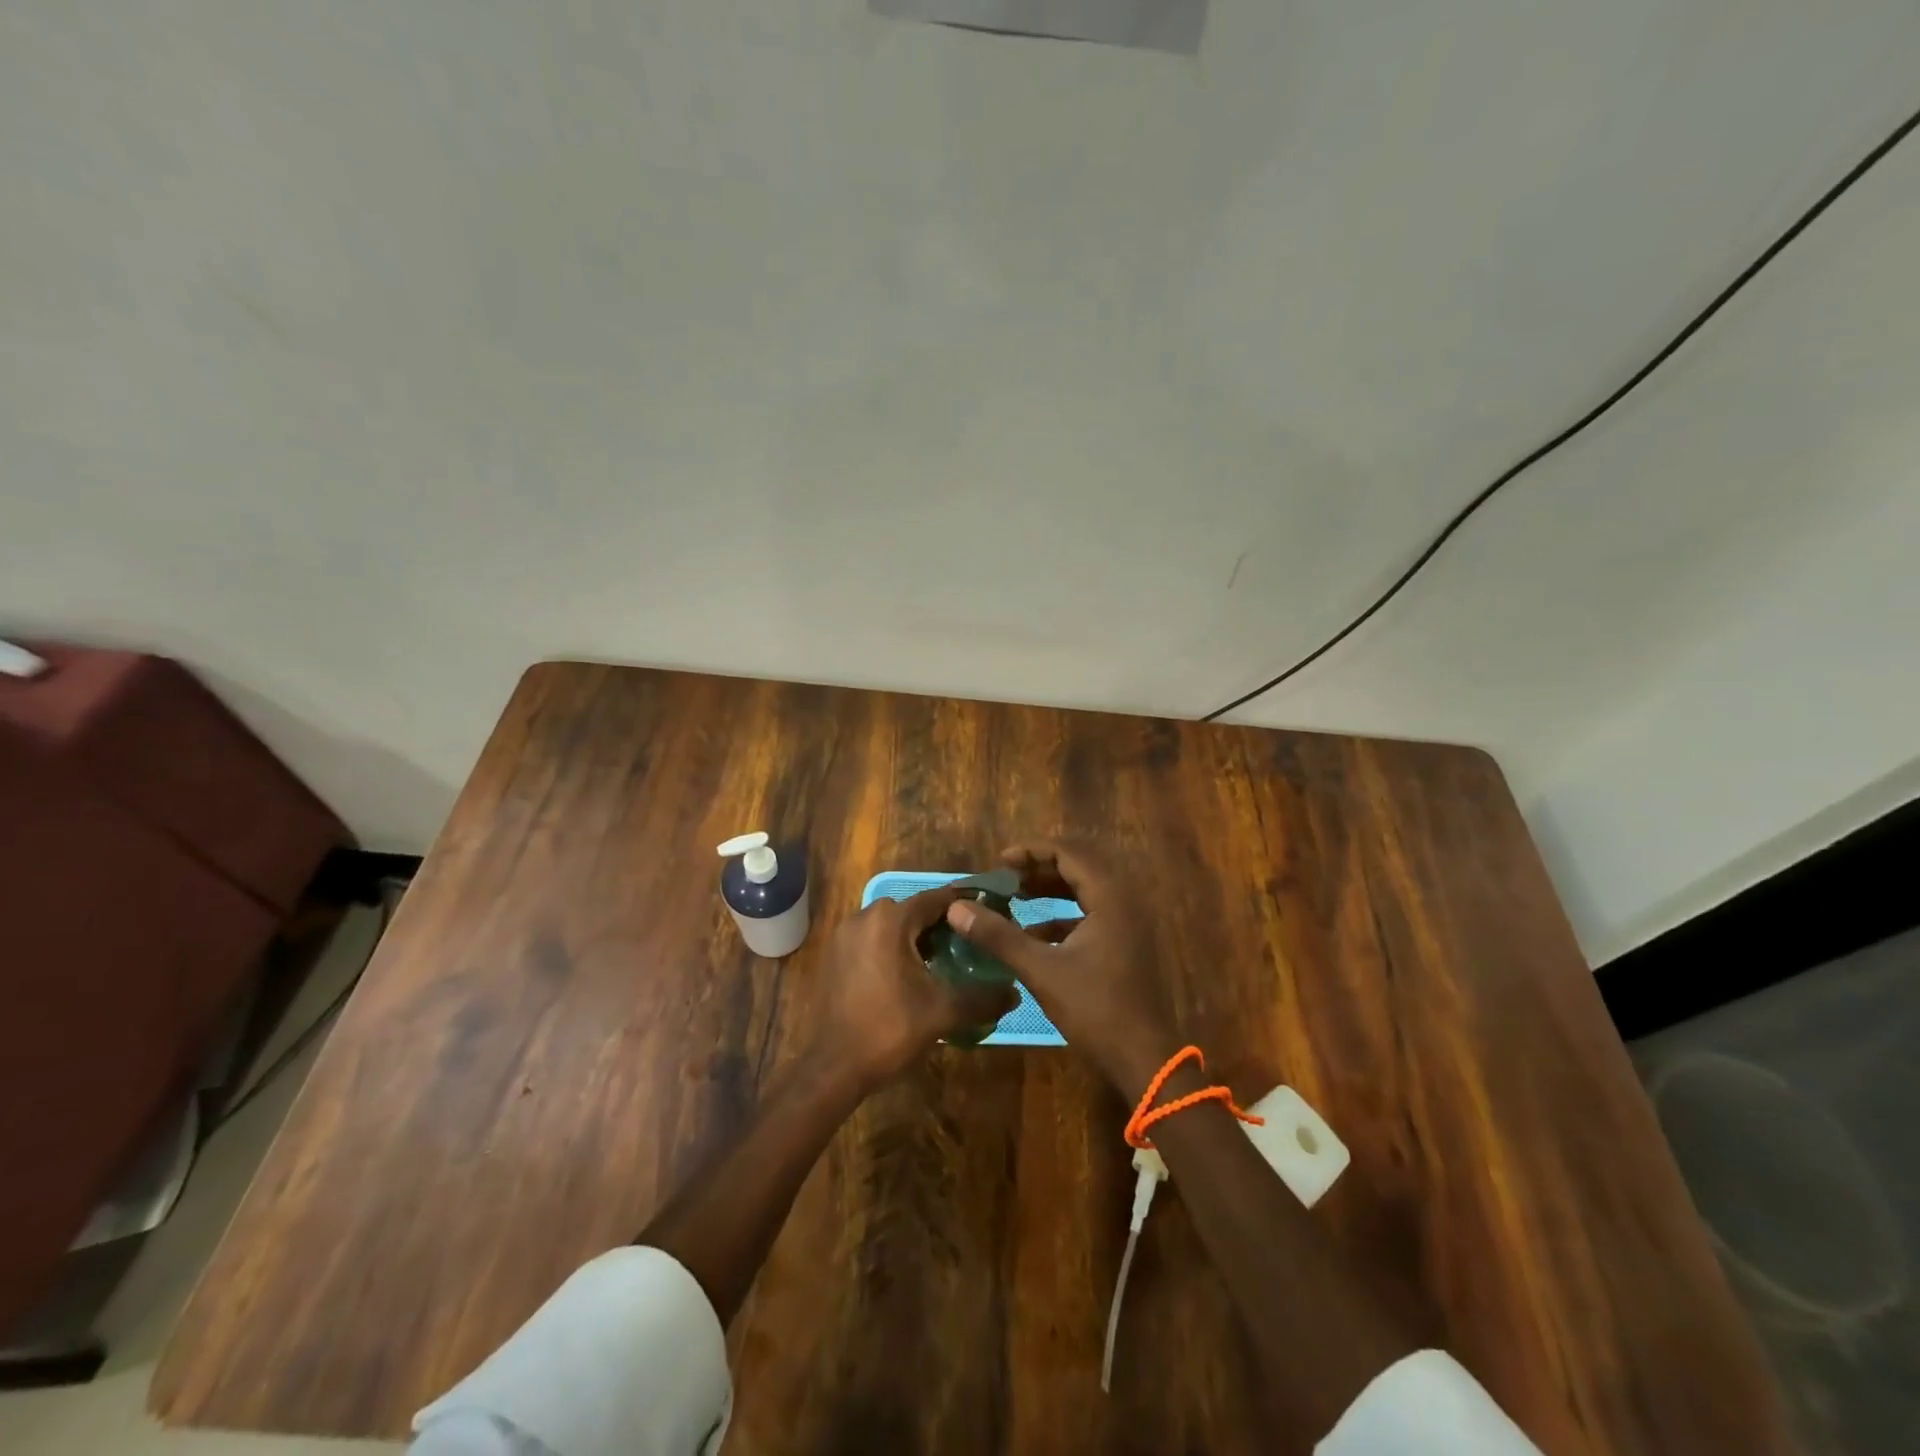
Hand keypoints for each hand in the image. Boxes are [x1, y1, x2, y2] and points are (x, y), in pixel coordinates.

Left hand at [814, 886, 1017, 1092]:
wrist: (830, 1069)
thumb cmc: (887, 1030)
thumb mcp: (941, 1013)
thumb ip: (981, 998)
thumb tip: (1016, 993)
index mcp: (890, 920)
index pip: (938, 899)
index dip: (966, 906)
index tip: (991, 914)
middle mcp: (864, 917)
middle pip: (914, 911)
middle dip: (944, 925)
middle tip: (972, 945)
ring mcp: (844, 936)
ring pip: (892, 926)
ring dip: (918, 938)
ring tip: (946, 962)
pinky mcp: (835, 956)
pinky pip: (873, 941)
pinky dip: (895, 949)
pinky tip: (912, 977)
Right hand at [944, 840, 1178, 1101]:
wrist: (1143, 1059)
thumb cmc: (1095, 1009)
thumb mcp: (1041, 970)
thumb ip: (999, 936)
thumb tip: (956, 908)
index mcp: (1110, 897)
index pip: (1069, 853)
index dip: (1032, 851)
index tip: (999, 862)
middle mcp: (1123, 901)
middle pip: (1079, 867)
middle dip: (1039, 868)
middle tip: (1005, 877)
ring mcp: (1128, 924)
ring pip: (1085, 891)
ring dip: (1050, 890)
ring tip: (1015, 896)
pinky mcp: (1125, 945)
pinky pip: (1091, 914)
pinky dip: (1062, 916)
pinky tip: (1033, 933)